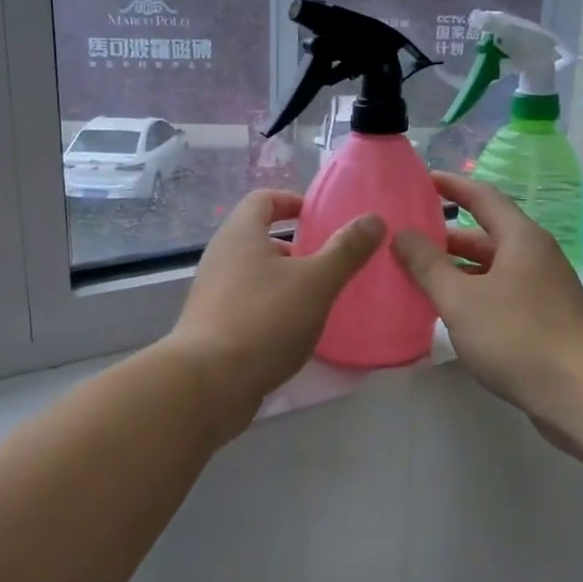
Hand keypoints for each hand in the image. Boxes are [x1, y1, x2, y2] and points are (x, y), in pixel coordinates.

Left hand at [164, 190, 384, 432]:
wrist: (208, 383)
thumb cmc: (264, 320)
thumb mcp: (315, 282)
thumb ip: (346, 250)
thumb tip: (374, 219)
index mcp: (241, 233)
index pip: (263, 199)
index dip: (292, 201)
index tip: (320, 217)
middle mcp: (221, 256)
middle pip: (259, 237)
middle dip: (295, 247)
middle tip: (329, 262)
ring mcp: (213, 293)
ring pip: (254, 274)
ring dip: (285, 280)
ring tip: (318, 299)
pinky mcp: (212, 326)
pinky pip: (247, 304)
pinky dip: (272, 308)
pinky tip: (295, 332)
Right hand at [391, 173, 582, 423]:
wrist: (581, 393)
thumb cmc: (517, 335)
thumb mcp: (461, 298)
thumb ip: (427, 265)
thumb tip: (402, 234)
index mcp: (521, 238)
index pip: (483, 197)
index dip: (452, 185)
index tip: (422, 179)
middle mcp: (535, 256)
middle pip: (487, 235)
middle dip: (447, 235)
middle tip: (407, 238)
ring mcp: (543, 290)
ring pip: (492, 269)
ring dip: (458, 269)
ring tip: (418, 275)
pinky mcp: (545, 320)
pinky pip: (501, 294)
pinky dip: (473, 294)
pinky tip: (450, 312)